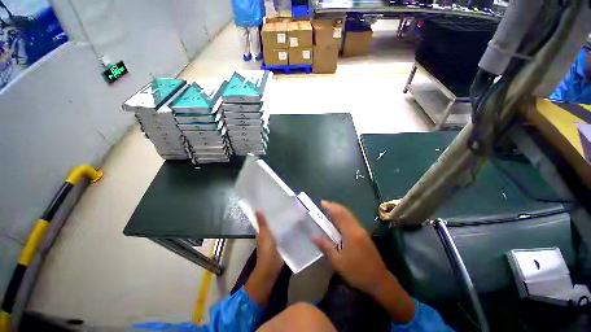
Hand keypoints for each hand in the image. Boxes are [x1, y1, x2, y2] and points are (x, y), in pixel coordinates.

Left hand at [245, 212, 283, 305]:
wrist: (272, 268)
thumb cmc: (266, 250)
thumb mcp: (264, 234)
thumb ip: (262, 223)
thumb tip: (257, 209)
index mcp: (262, 231)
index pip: (263, 219)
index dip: (266, 211)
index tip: (273, 203)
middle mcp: (267, 234)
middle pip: (271, 223)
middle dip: (277, 216)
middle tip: (285, 206)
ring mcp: (274, 240)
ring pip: (278, 228)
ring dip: (282, 222)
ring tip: (290, 212)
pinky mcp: (281, 244)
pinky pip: (283, 234)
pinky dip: (286, 229)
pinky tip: (293, 224)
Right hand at [313, 201, 414, 322]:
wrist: (380, 281)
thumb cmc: (357, 272)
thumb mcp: (338, 262)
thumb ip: (326, 247)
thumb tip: (313, 237)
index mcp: (351, 233)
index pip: (339, 214)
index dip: (330, 207)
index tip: (322, 202)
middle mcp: (357, 228)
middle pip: (345, 212)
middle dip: (334, 206)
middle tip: (324, 204)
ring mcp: (362, 231)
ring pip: (349, 216)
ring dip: (339, 211)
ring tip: (329, 211)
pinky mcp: (364, 236)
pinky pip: (352, 221)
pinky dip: (344, 217)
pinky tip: (339, 222)